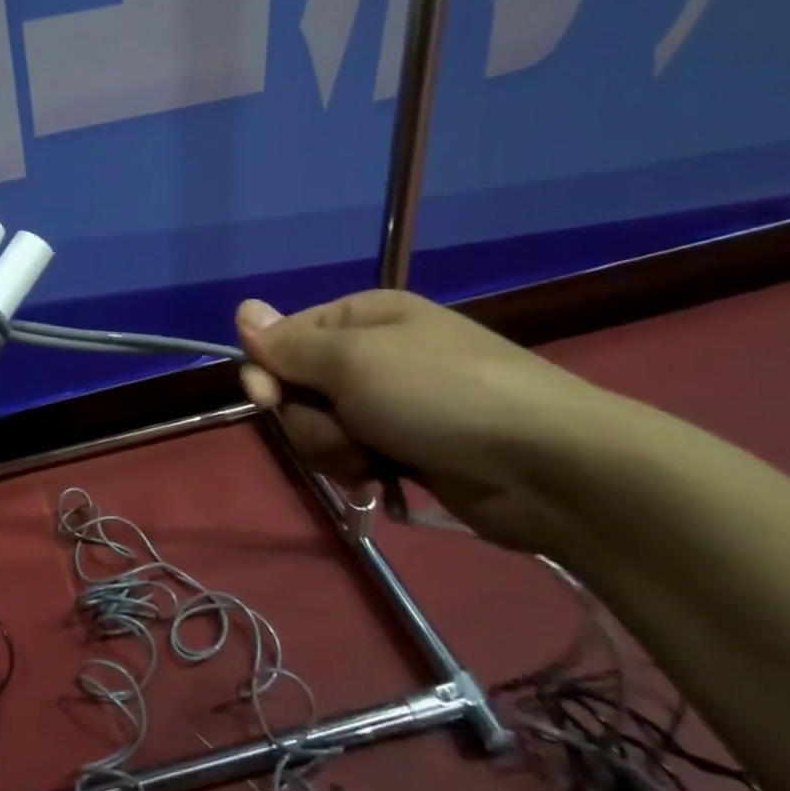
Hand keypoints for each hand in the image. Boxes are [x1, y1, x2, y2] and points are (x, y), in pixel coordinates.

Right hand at [235, 289, 618, 551]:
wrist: (547, 466)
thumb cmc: (440, 395)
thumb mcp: (353, 361)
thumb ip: (290, 344)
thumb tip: (243, 309)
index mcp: (361, 318)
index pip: (283, 339)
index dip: (268, 372)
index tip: (270, 399)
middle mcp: (371, 355)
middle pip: (297, 388)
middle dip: (310, 420)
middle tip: (346, 433)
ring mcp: (390, 403)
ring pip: (321, 428)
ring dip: (335, 450)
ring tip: (373, 462)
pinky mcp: (406, 448)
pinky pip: (352, 456)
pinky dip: (359, 470)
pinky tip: (382, 481)